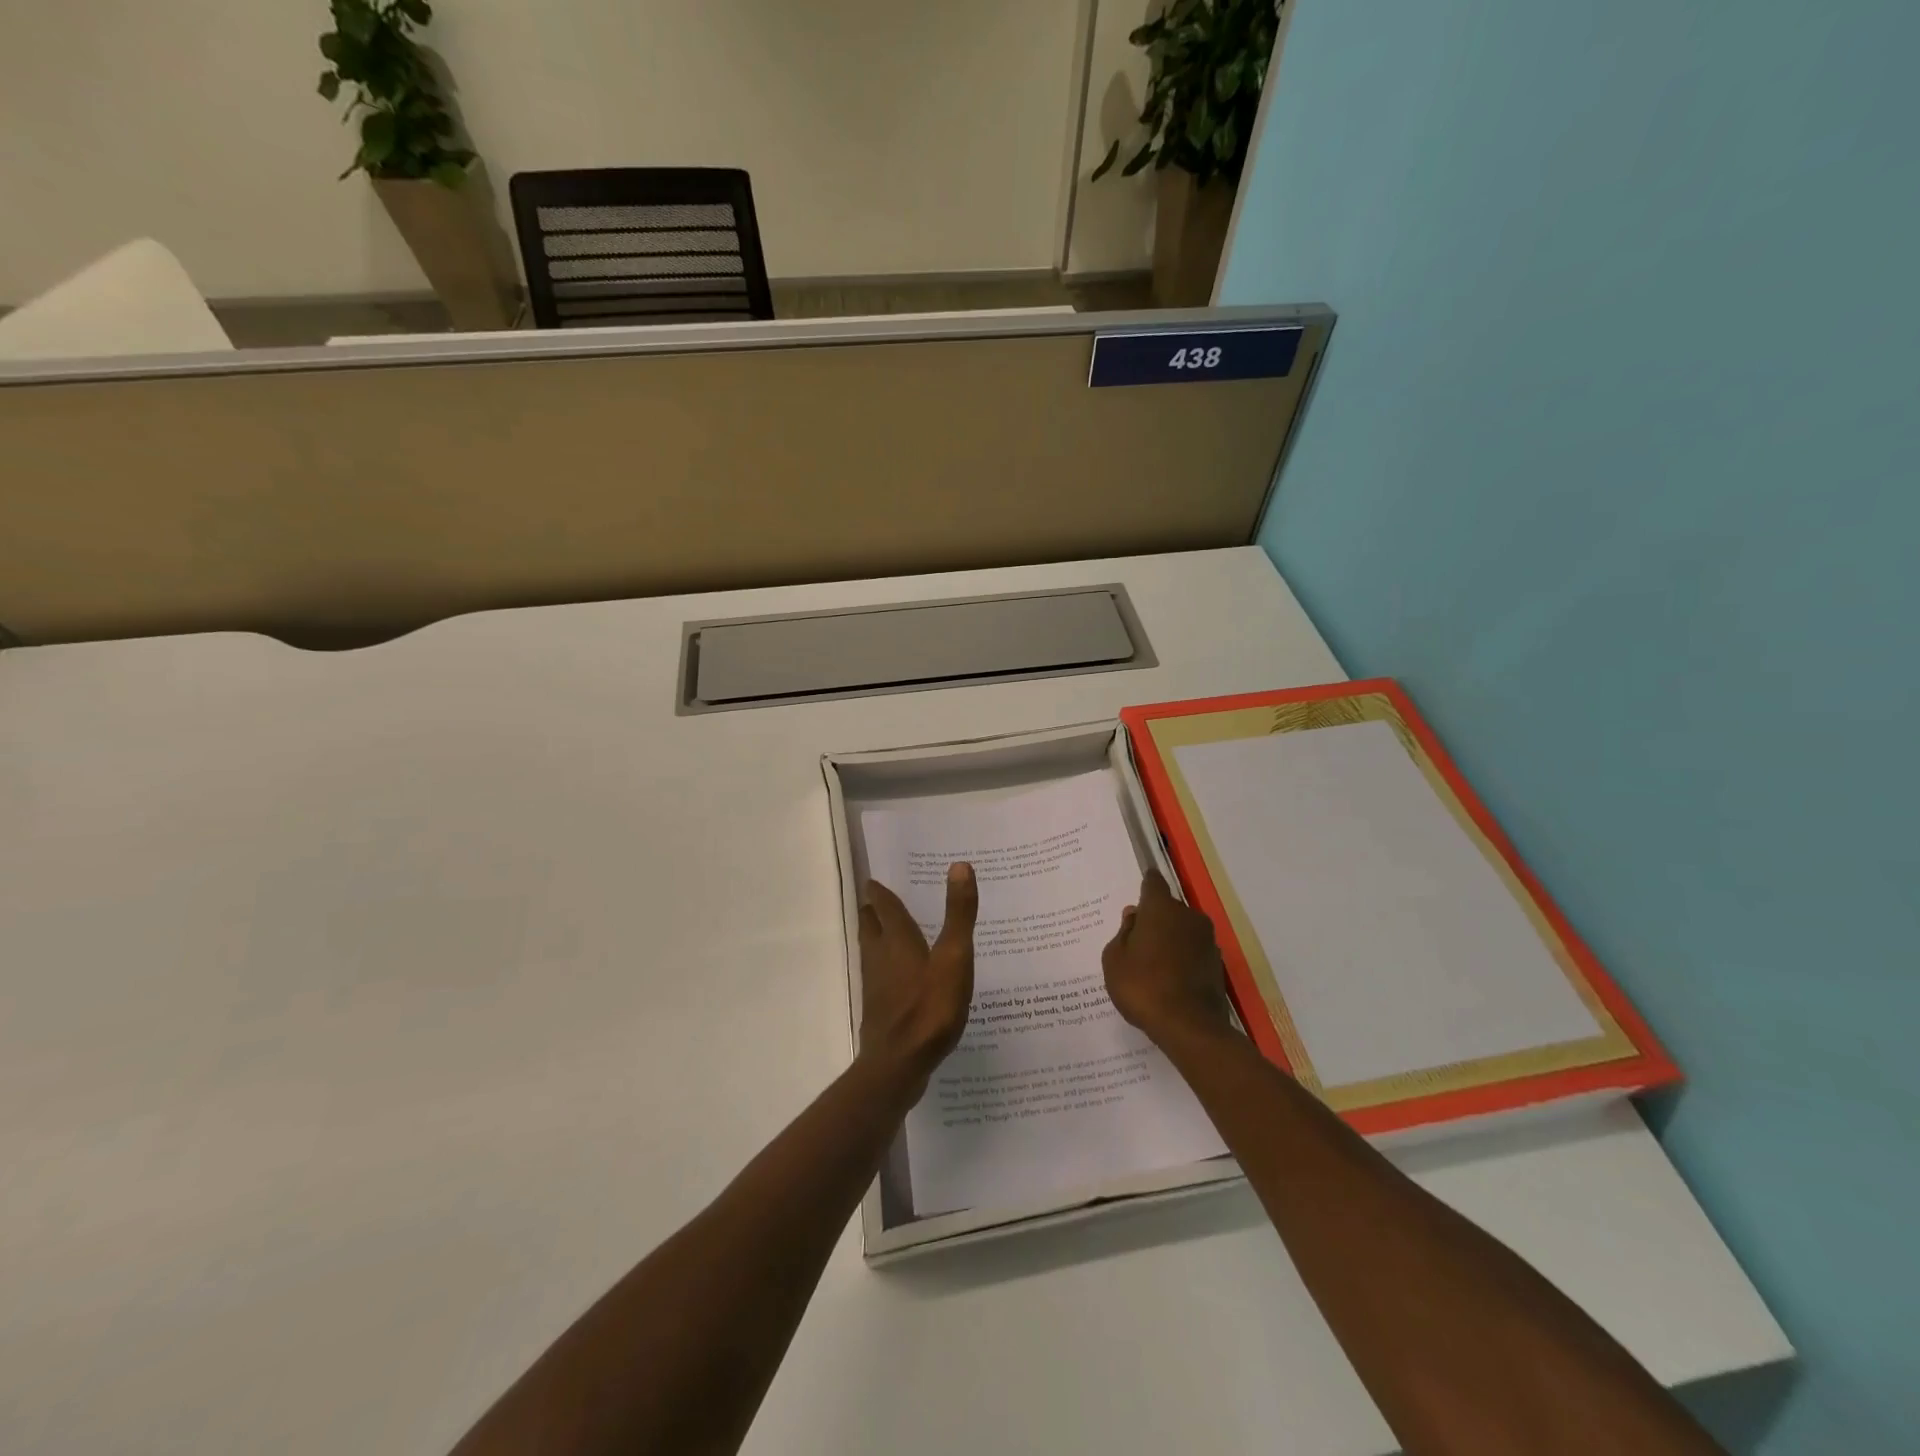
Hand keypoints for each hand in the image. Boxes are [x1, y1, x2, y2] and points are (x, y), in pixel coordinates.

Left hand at [857, 863, 977, 1091]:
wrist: (899, 1065)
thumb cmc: (929, 1008)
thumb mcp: (954, 958)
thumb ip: (958, 914)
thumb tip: (959, 865)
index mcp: (897, 941)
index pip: (885, 908)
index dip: (880, 893)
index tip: (873, 881)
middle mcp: (880, 958)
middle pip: (871, 928)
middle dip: (872, 913)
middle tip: (875, 900)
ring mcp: (876, 987)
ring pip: (871, 953)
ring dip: (874, 938)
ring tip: (884, 931)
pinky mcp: (879, 1011)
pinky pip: (878, 978)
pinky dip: (884, 967)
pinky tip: (896, 979)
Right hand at [1102, 870, 1235, 1046]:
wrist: (1189, 1027)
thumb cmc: (1143, 986)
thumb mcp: (1115, 959)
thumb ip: (1123, 933)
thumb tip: (1135, 916)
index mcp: (1161, 908)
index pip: (1153, 882)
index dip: (1145, 885)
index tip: (1139, 892)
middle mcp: (1188, 916)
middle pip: (1169, 908)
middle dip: (1155, 919)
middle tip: (1138, 940)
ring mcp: (1207, 940)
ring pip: (1183, 930)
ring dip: (1170, 939)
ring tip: (1153, 964)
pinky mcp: (1217, 964)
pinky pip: (1193, 952)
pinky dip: (1183, 959)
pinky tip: (1170, 979)